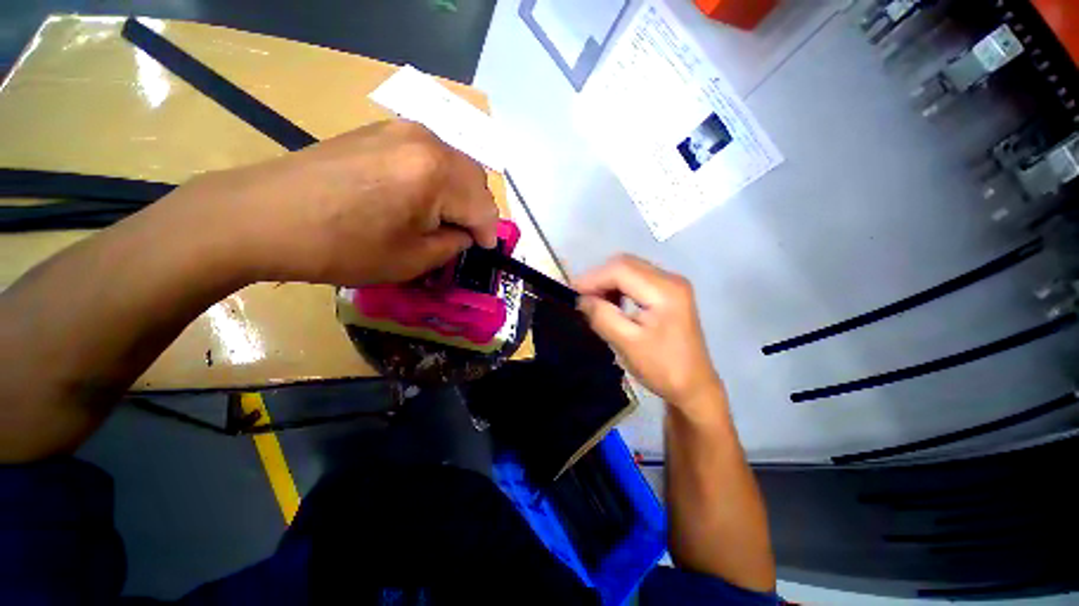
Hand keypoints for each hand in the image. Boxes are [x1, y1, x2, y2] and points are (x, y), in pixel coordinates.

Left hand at [162, 120, 498, 285]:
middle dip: (477, 211)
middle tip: (465, 236)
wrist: (263, 216)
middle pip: (474, 179)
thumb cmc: (343, 246)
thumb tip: (465, 233)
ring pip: (454, 165)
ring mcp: (401, 129)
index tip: (485, 250)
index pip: (484, 207)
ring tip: (444, 219)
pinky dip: (437, 180)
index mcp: (438, 173)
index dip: (489, 233)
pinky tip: (421, 198)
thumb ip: (453, 244)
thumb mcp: (413, 259)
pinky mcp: (380, 130)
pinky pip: (428, 155)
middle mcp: (427, 140)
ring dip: (459, 194)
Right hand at [575, 255, 721, 412]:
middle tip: (581, 299)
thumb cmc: (662, 368)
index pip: (620, 269)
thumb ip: (603, 317)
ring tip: (594, 302)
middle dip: (599, 278)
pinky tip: (613, 303)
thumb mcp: (627, 344)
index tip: (572, 294)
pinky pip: (637, 279)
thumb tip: (581, 299)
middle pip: (625, 264)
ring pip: (630, 270)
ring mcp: (672, 284)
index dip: (593, 278)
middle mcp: (670, 279)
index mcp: (664, 291)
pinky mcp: (669, 292)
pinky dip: (619, 287)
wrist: (694, 386)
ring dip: (608, 282)